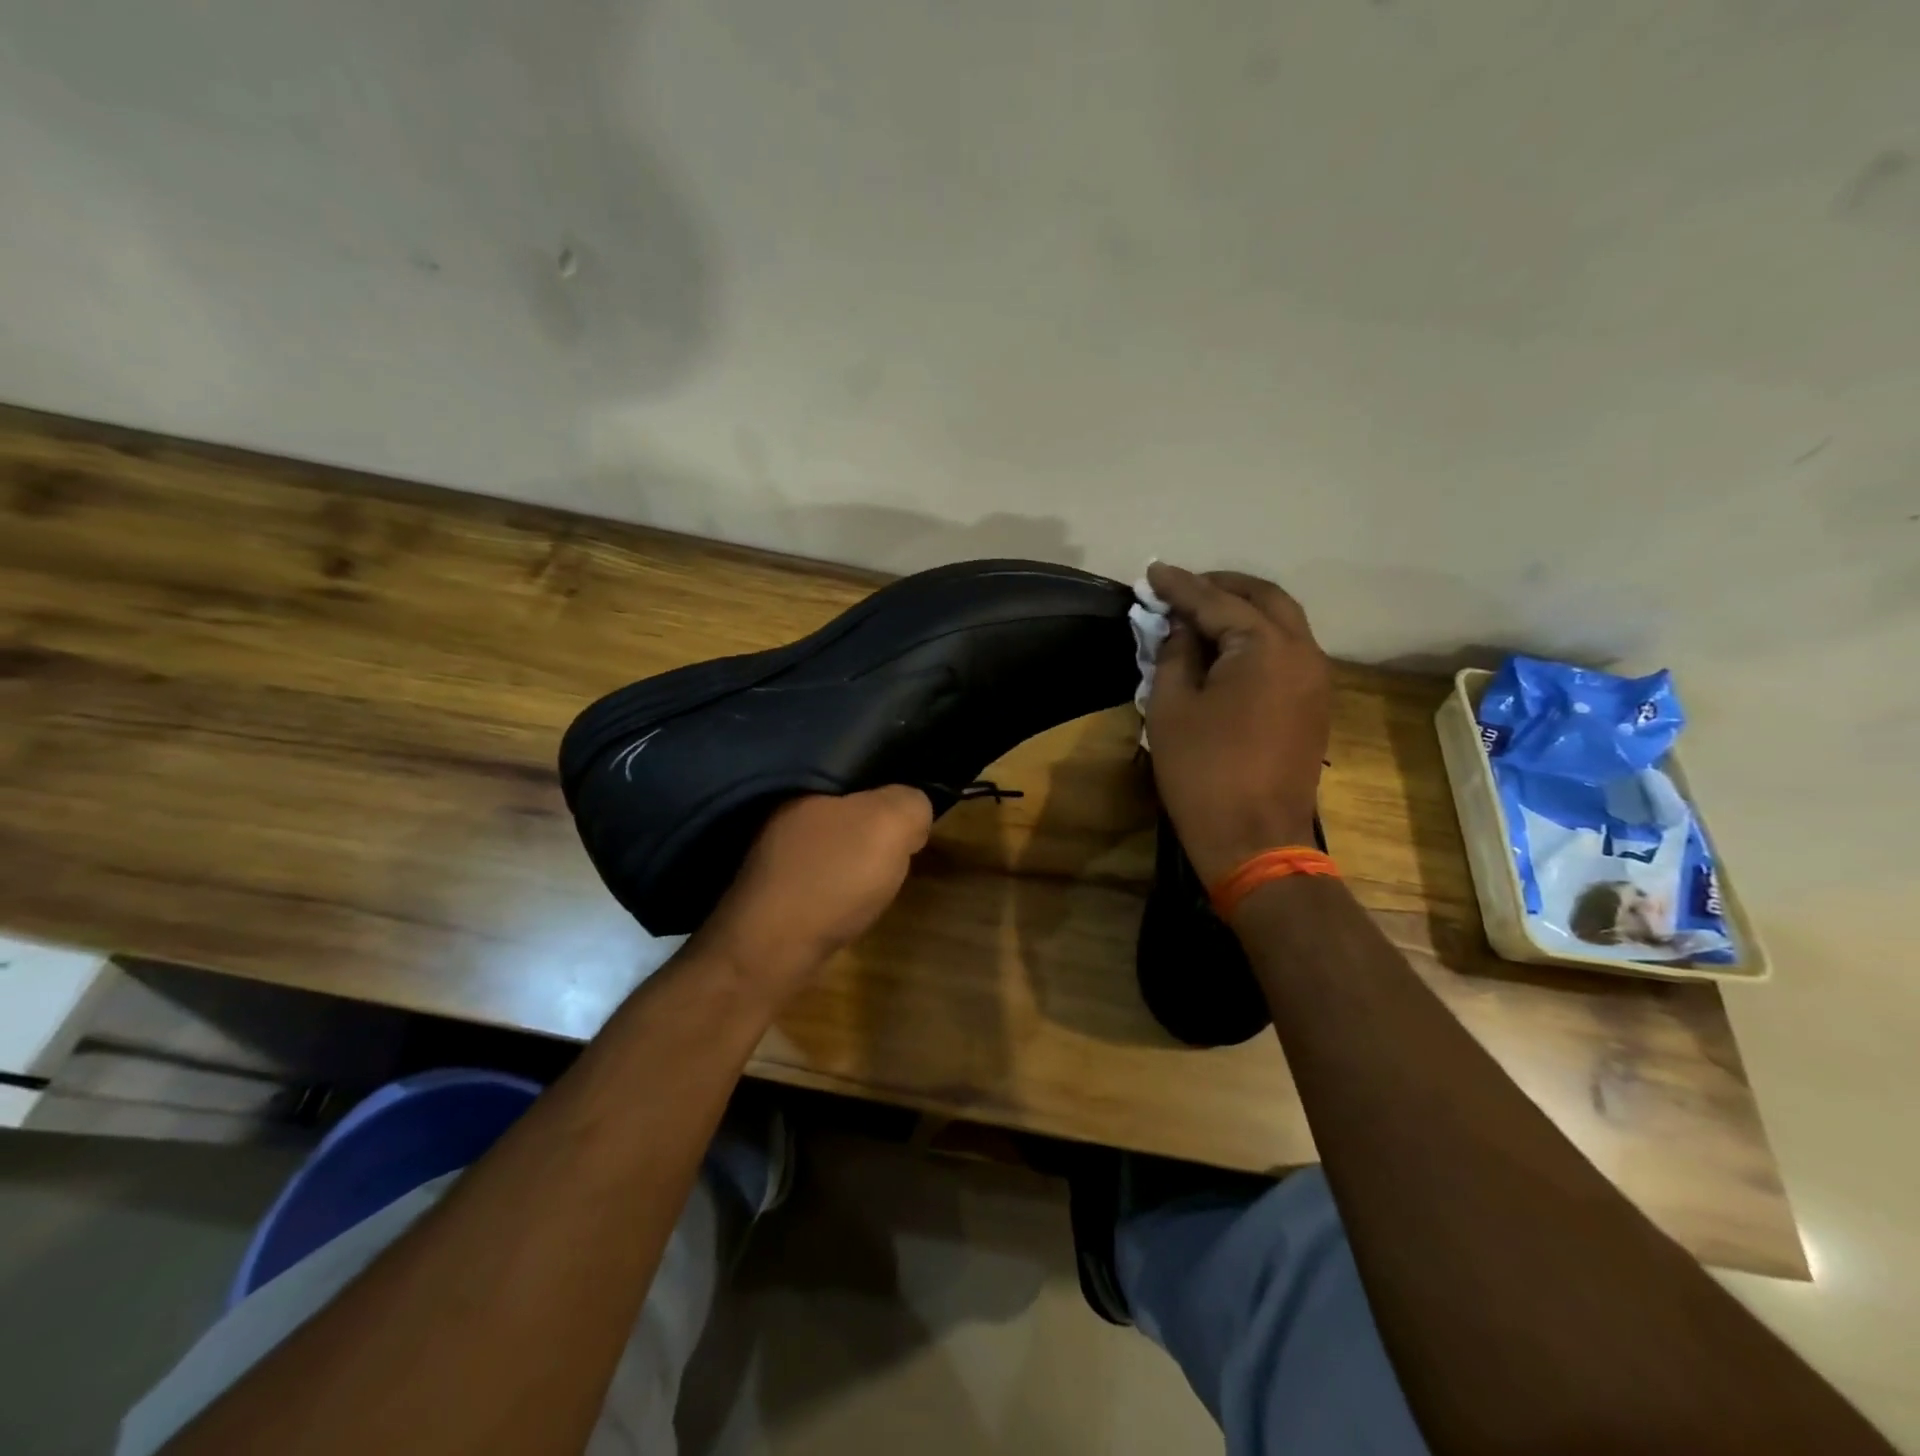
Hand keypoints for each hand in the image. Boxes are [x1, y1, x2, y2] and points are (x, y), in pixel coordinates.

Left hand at [699, 786, 933, 992]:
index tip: (913, 809)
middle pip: (847, 805)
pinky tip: (851, 899)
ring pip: (834, 841)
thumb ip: (912, 803)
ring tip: (881, 874)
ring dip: (858, 855)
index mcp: (806, 783)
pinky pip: (820, 871)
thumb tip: (913, 812)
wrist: (771, 950)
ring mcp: (773, 853)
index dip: (892, 785)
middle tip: (904, 843)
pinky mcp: (773, 889)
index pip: (858, 766)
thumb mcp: (891, 824)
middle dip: (877, 821)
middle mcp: (783, 811)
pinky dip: (839, 882)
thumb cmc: (832, 876)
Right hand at [1144, 563, 1330, 884]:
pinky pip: (1288, 651)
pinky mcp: (1315, 704)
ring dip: (1244, 611)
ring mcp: (1316, 679)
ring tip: (1202, 614)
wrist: (1255, 839)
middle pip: (1265, 599)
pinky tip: (1228, 650)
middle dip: (1222, 587)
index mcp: (1266, 647)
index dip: (1180, 585)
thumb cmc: (1202, 772)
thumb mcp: (1171, 707)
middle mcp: (1304, 651)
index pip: (1217, 601)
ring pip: (1283, 623)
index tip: (1152, 572)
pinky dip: (1259, 638)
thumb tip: (1182, 629)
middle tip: (1182, 588)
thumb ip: (1176, 655)